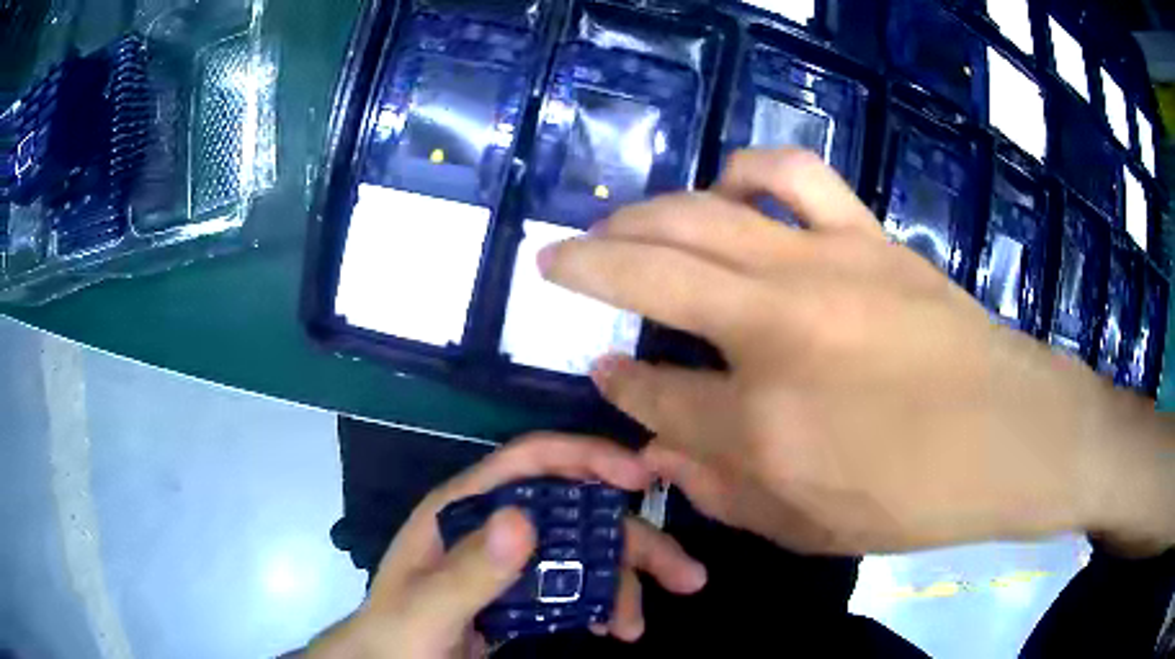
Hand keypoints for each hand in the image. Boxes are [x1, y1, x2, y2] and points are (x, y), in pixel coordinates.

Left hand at [305, 434, 706, 658]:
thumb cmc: (396, 636)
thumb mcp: (428, 610)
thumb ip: (469, 571)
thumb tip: (524, 518)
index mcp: (465, 511)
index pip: (531, 463)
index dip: (587, 457)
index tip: (642, 477)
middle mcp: (495, 527)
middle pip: (576, 513)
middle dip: (632, 540)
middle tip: (685, 574)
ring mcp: (512, 562)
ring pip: (584, 554)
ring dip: (623, 583)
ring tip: (635, 627)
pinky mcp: (523, 595)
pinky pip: (576, 588)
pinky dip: (602, 604)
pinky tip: (614, 628)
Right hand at [540, 148, 1174, 555]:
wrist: (1015, 438)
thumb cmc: (920, 500)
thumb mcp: (812, 531)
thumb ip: (722, 493)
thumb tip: (659, 448)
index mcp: (762, 427)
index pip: (654, 394)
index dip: (618, 381)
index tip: (599, 367)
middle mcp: (778, 332)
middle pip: (651, 273)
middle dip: (584, 263)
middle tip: (554, 258)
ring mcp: (825, 267)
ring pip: (703, 211)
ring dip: (644, 212)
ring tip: (617, 221)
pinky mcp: (868, 236)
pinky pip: (792, 175)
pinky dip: (746, 170)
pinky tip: (728, 188)